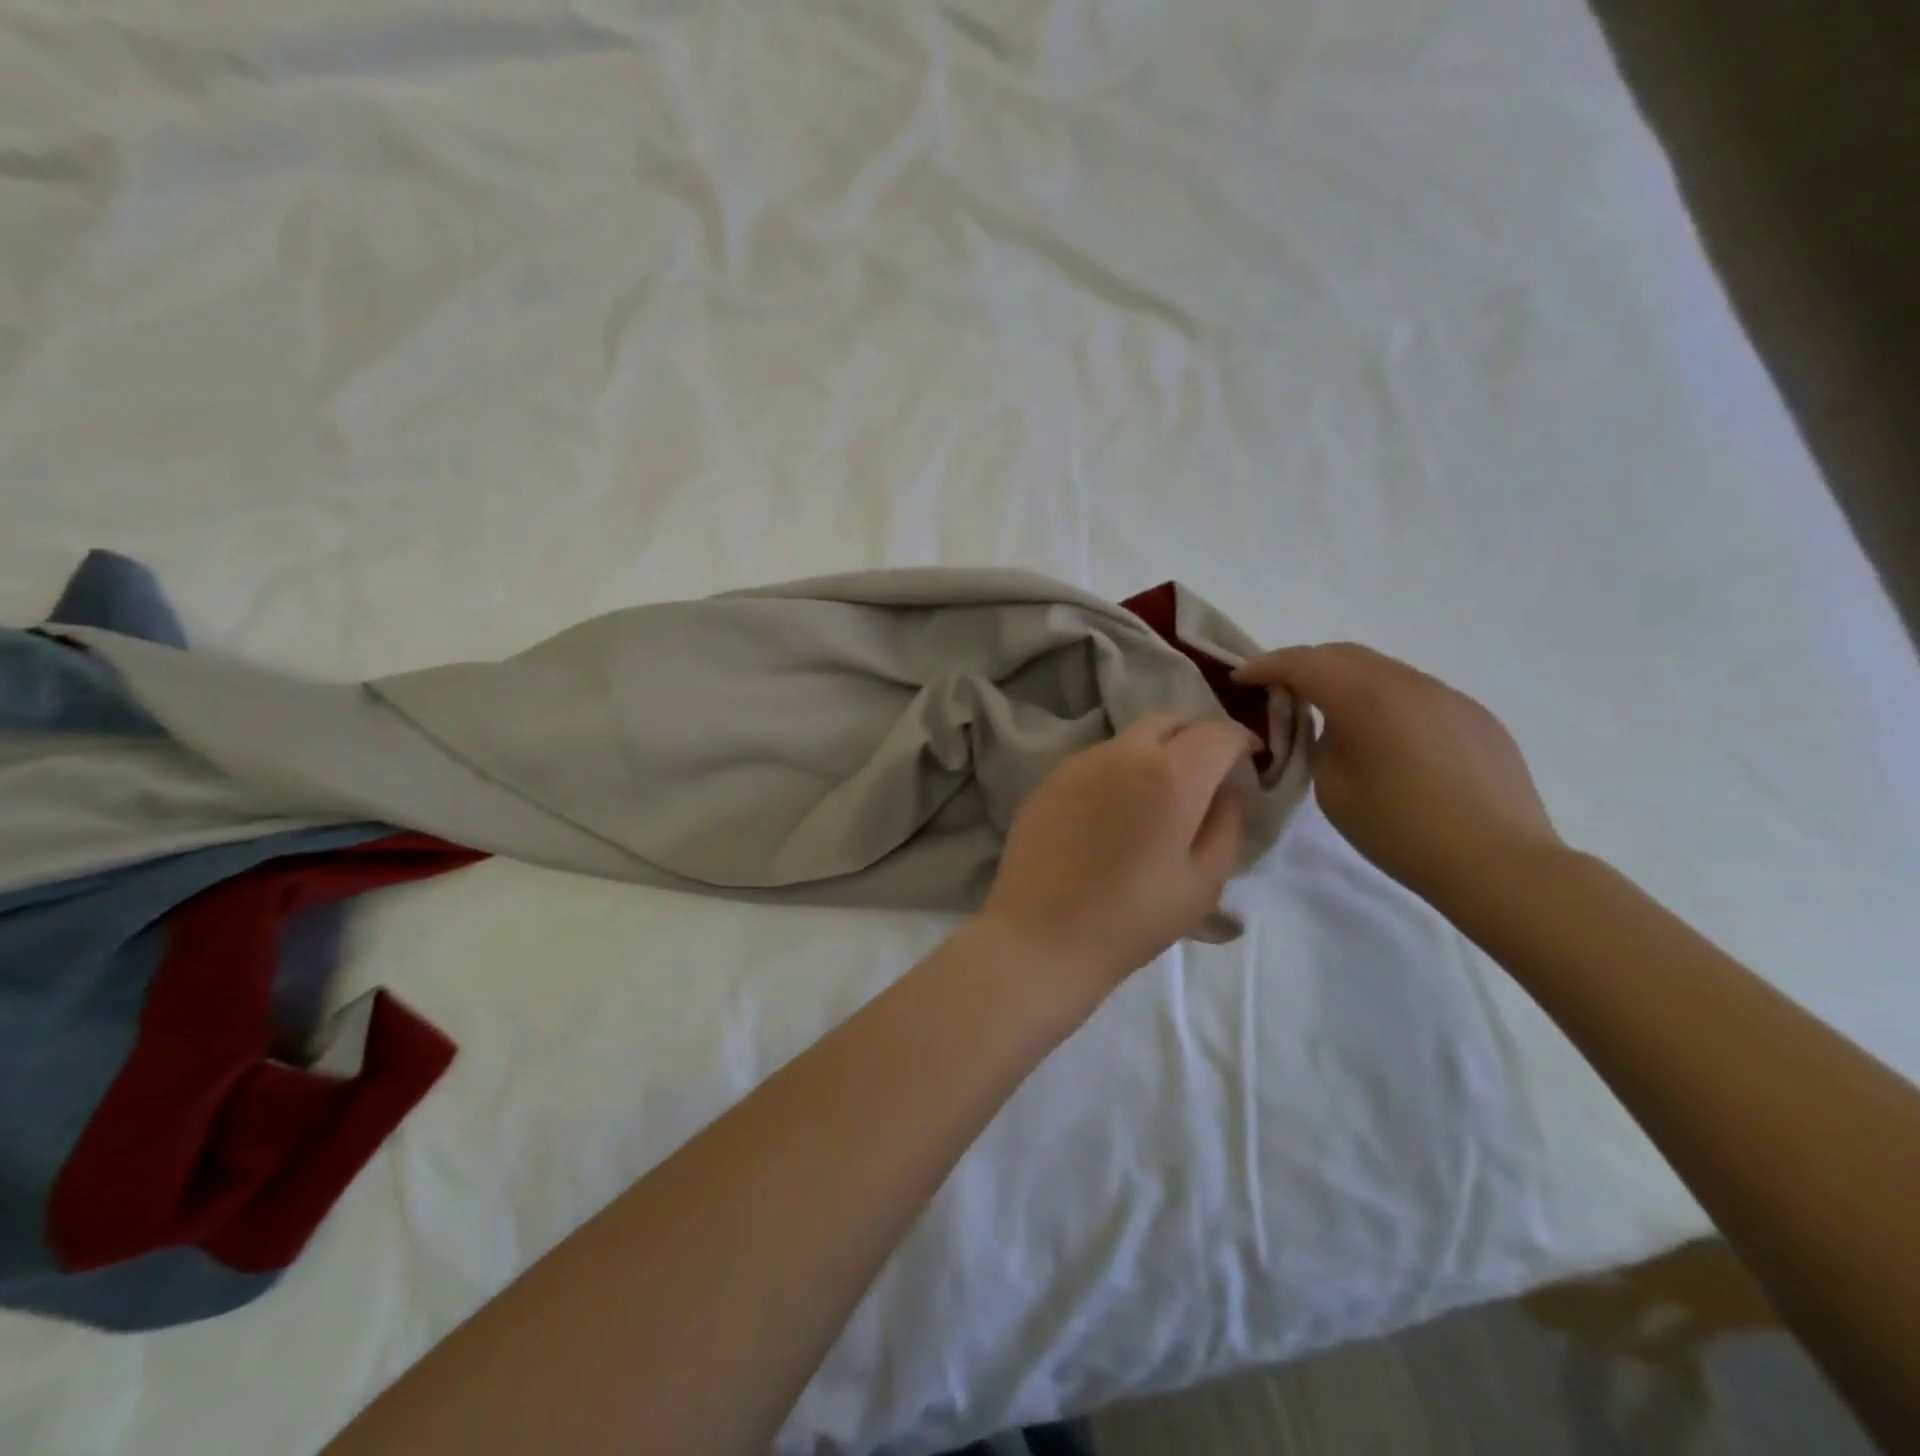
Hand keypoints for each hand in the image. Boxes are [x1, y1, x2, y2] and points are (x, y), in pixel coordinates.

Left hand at [979, 716, 1253, 990]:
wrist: (1043, 935)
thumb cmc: (1134, 917)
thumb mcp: (1204, 881)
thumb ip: (1226, 824)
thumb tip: (1224, 791)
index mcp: (1171, 775)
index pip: (1217, 732)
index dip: (1240, 740)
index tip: (1248, 760)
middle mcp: (1123, 754)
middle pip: (1169, 723)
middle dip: (1194, 740)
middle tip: (1201, 777)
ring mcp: (1080, 762)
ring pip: (1128, 740)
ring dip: (1152, 755)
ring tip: (1152, 800)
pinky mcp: (1049, 779)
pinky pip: (1095, 761)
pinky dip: (1116, 772)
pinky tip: (1110, 814)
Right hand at [1233, 644, 1560, 910]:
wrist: (1499, 864)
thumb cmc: (1402, 832)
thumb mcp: (1334, 790)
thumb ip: (1321, 745)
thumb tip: (1330, 728)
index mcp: (1368, 698)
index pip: (1303, 663)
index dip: (1265, 667)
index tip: (1241, 679)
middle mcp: (1409, 683)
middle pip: (1344, 654)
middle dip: (1304, 665)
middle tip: (1278, 691)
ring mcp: (1449, 697)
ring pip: (1382, 671)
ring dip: (1346, 682)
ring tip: (1330, 715)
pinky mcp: (1475, 717)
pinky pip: (1416, 694)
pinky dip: (1384, 701)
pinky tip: (1386, 739)